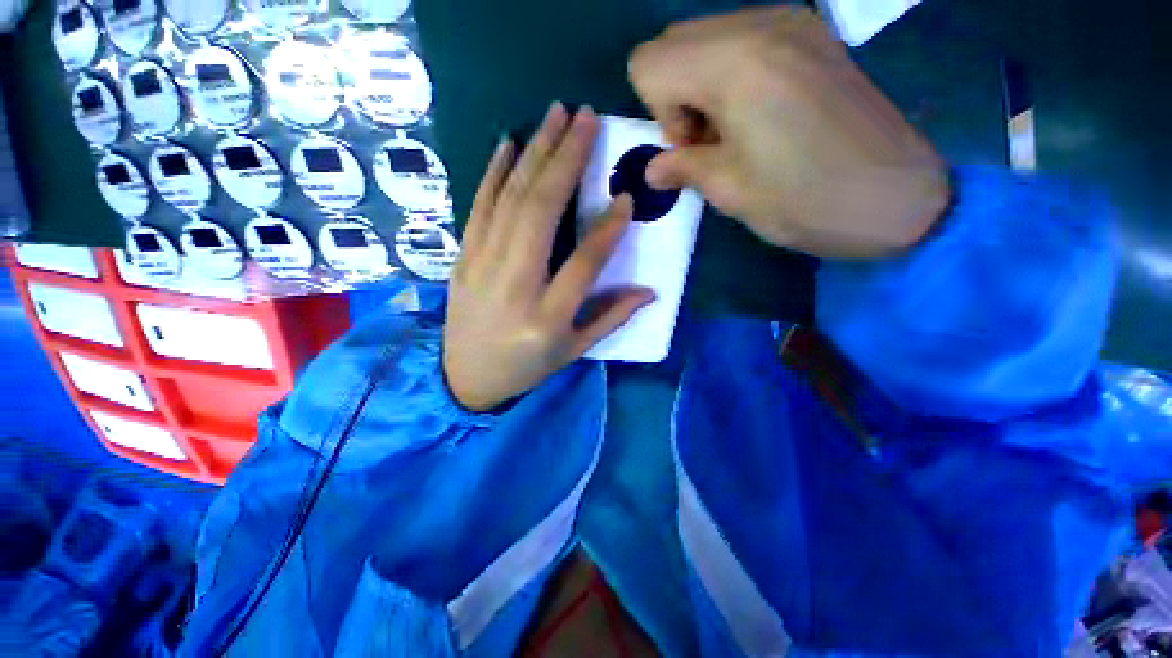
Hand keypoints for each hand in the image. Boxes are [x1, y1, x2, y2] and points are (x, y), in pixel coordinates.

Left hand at [444, 103, 655, 411]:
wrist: (465, 378)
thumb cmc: (526, 367)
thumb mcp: (574, 351)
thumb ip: (611, 318)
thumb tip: (649, 291)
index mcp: (547, 318)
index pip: (584, 263)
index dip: (608, 229)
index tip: (626, 196)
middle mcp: (514, 286)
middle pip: (540, 213)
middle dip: (566, 160)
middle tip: (587, 118)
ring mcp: (481, 268)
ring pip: (510, 200)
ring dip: (534, 153)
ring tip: (556, 116)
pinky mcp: (462, 259)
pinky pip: (479, 208)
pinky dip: (494, 172)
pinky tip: (509, 143)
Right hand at [628, 7, 950, 258]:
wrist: (898, 199)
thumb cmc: (806, 200)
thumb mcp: (729, 191)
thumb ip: (681, 167)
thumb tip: (653, 169)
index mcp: (733, 62)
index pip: (649, 64)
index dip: (660, 113)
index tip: (693, 147)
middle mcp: (759, 23)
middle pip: (673, 44)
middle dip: (676, 96)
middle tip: (710, 141)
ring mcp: (791, 21)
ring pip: (705, 41)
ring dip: (701, 88)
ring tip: (737, 132)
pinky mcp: (811, 33)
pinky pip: (741, 42)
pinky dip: (730, 77)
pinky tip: (760, 116)